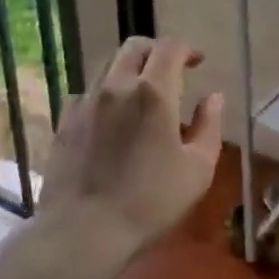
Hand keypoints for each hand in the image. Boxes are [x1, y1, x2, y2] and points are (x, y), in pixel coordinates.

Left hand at [37, 36, 223, 267]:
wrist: (83, 231)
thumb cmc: (150, 202)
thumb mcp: (197, 170)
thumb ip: (209, 126)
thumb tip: (213, 97)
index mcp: (153, 92)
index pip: (170, 48)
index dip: (187, 49)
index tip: (198, 61)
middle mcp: (116, 86)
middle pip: (134, 47)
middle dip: (156, 51)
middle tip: (170, 71)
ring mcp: (86, 101)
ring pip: (108, 66)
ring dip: (129, 69)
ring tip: (141, 94)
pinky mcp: (65, 120)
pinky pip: (87, 92)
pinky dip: (104, 94)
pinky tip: (110, 118)